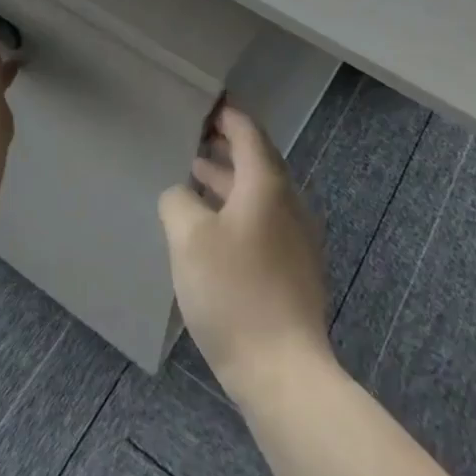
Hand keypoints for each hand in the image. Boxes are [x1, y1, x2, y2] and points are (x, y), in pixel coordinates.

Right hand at [159, 105, 332, 406]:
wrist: (284, 370)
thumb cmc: (234, 293)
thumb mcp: (189, 239)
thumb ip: (178, 202)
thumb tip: (181, 194)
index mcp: (266, 185)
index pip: (248, 133)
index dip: (226, 116)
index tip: (205, 105)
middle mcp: (288, 203)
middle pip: (258, 160)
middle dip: (226, 146)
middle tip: (194, 137)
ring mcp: (297, 237)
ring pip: (260, 192)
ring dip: (229, 179)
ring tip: (195, 175)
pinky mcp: (295, 267)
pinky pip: (264, 220)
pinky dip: (238, 208)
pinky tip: (213, 226)